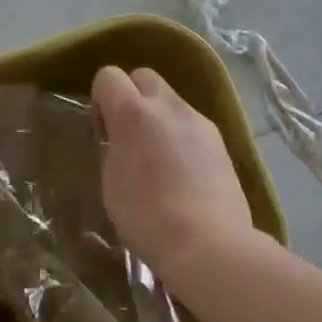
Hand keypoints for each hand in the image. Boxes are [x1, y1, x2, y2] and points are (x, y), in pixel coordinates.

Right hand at [93, 65, 255, 286]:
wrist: (209, 245)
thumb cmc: (147, 218)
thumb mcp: (111, 183)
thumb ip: (114, 149)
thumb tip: (122, 142)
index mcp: (133, 113)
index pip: (108, 76)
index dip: (101, 99)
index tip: (104, 133)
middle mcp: (167, 106)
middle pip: (144, 77)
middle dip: (132, 97)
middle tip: (130, 137)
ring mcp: (198, 121)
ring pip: (171, 101)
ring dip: (159, 118)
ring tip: (160, 160)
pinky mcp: (220, 141)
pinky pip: (192, 125)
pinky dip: (182, 137)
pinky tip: (184, 174)